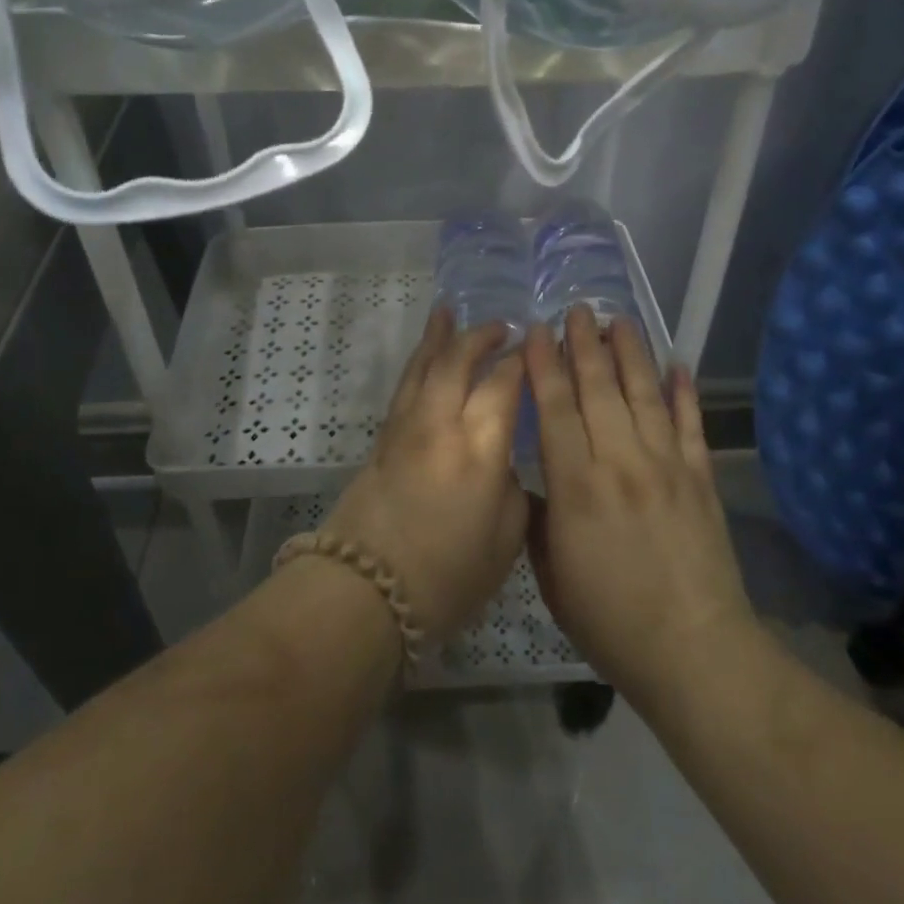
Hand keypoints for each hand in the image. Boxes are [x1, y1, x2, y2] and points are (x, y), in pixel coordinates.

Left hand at [328, 308, 527, 643]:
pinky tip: (424, 354)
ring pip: (425, 365)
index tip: (537, 348)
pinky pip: (405, 384)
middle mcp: (442, 424)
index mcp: (480, 448)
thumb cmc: (447, 577)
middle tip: (503, 327)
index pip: (504, 385)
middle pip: (460, 362)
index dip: (522, 362)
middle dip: (482, 337)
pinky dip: (418, 361)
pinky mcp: (384, 438)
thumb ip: (512, 489)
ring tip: (450, 312)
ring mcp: (407, 427)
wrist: (366, 591)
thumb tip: (503, 462)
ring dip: (441, 336)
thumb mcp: (505, 541)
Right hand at [523, 306, 755, 707]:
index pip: (556, 409)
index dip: (545, 365)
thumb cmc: (610, 621)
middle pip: (599, 388)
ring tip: (619, 320)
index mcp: (576, 486)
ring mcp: (666, 466)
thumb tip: (534, 483)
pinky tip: (677, 364)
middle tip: (577, 308)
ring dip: (631, 353)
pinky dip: (684, 392)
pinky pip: (691, 424)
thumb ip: (539, 520)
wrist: (694, 651)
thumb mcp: (552, 576)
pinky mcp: (700, 478)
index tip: (538, 331)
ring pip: (644, 394)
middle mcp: (620, 462)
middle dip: (585, 343)